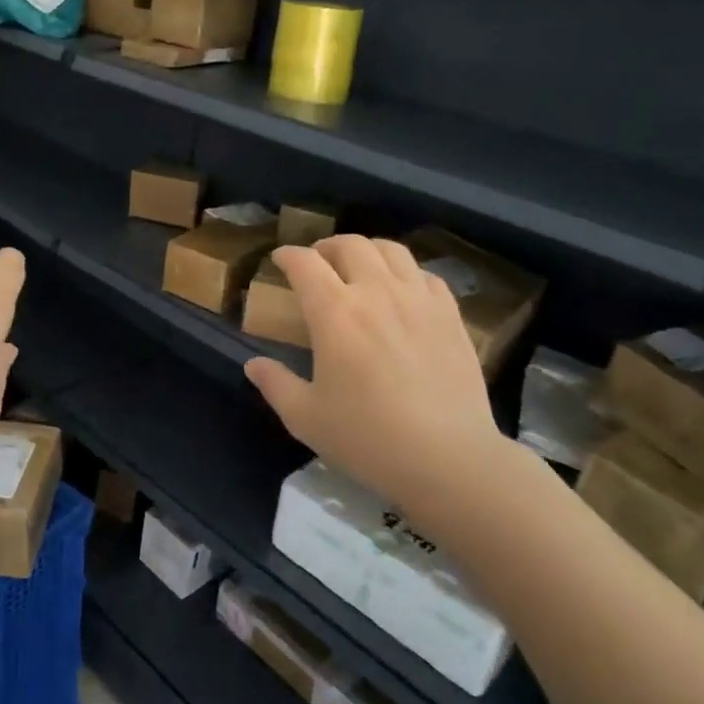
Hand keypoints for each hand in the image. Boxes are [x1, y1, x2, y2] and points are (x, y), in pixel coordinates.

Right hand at [245, 236, 515, 511]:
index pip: (305, 263)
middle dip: (326, 247)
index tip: (280, 259)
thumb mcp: (306, 417)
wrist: (448, 458)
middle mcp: (376, 292)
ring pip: (391, 250)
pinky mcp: (450, 314)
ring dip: (367, 250)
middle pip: (349, 245)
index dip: (288, 255)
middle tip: (318, 262)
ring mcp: (418, 299)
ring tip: (359, 267)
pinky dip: (406, 273)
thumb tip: (253, 364)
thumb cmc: (368, 438)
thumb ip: (275, 384)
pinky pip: (425, 275)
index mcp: (334, 312)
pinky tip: (403, 292)